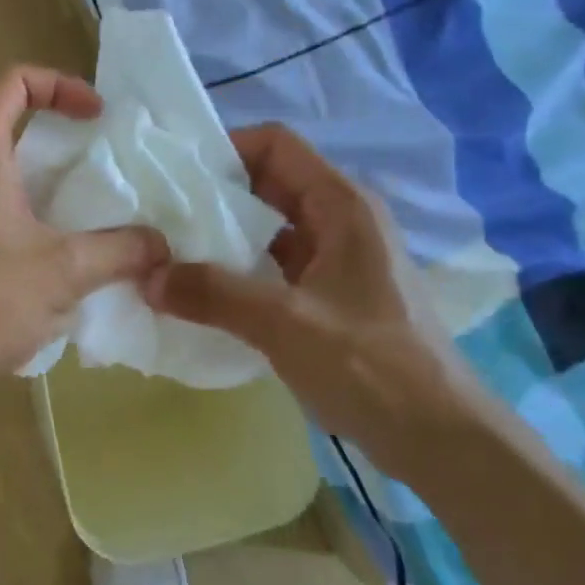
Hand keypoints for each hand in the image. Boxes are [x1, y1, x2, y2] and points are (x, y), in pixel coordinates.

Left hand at [0, 66, 167, 415]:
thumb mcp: (64, 272)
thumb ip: (120, 250)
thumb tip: (160, 245)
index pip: (12, 83)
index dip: (60, 85)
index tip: (95, 118)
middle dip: (51, 136)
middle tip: (90, 167)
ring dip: (31, 179)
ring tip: (71, 215)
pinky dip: (9, 210)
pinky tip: (35, 257)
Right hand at [144, 124, 475, 482]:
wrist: (438, 438)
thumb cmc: (370, 365)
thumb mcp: (284, 323)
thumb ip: (212, 293)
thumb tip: (146, 276)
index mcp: (341, 205)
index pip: (276, 145)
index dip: (225, 148)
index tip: (173, 175)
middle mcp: (340, 220)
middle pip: (269, 183)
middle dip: (214, 195)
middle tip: (159, 215)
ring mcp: (337, 259)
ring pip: (269, 227)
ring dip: (223, 237)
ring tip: (170, 252)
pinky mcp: (330, 295)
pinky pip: (275, 265)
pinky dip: (239, 271)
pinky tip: (203, 293)